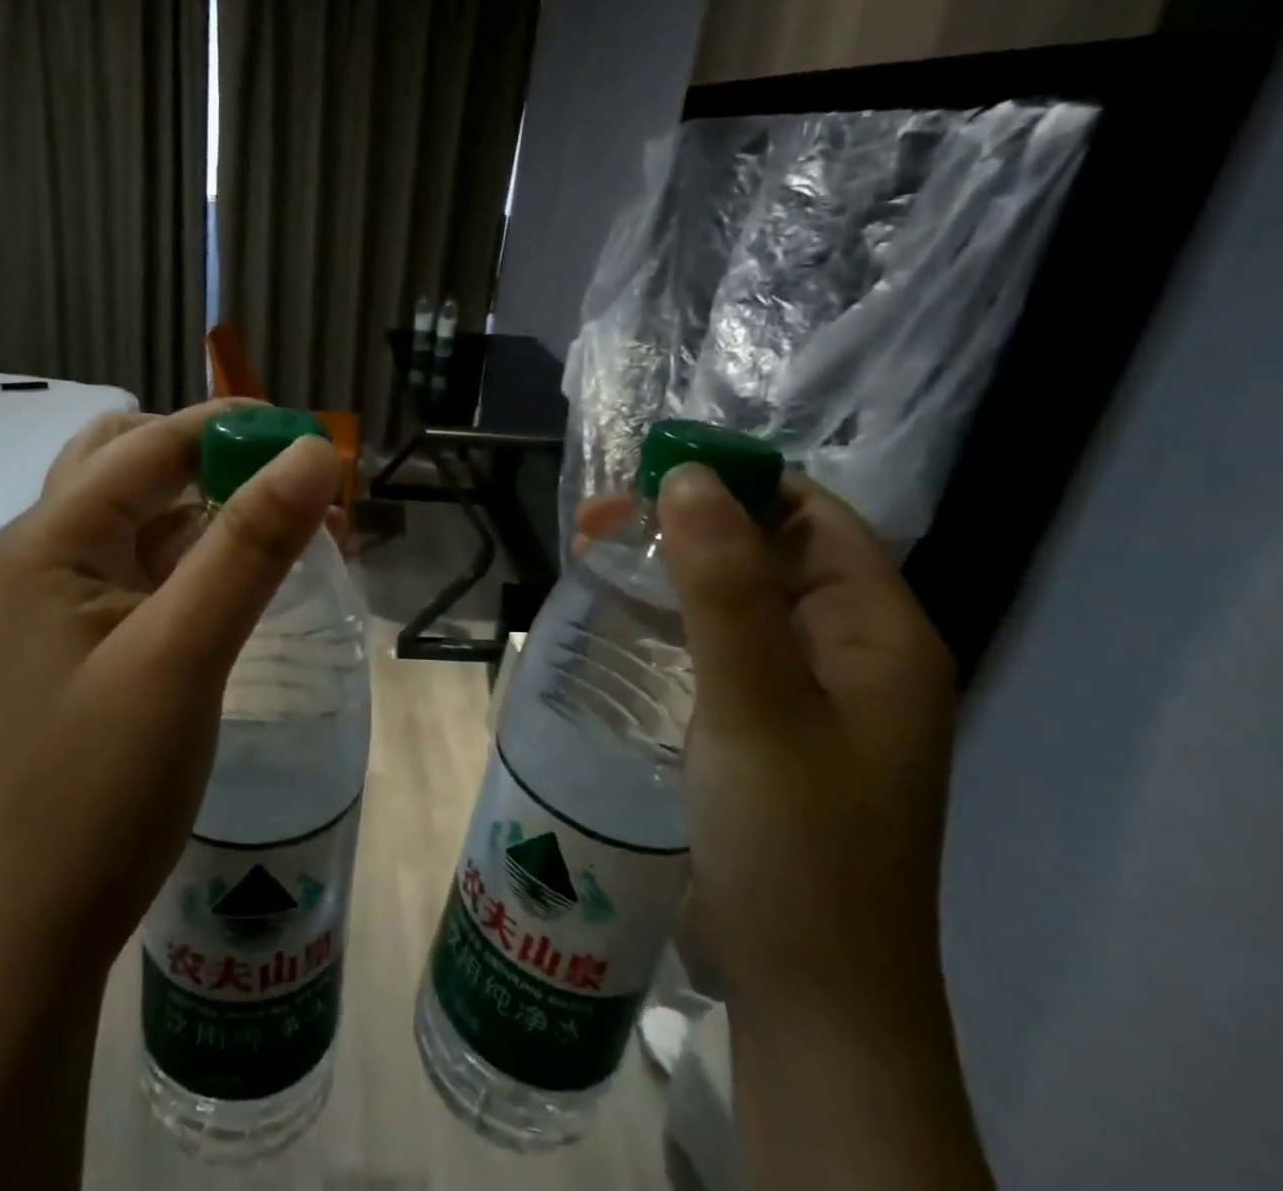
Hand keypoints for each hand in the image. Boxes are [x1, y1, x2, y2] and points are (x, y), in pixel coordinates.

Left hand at [0, 400, 344, 966]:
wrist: (38, 920)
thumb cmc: (103, 787)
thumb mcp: (184, 654)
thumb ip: (249, 546)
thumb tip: (315, 453)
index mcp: (50, 540)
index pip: (152, 444)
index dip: (234, 429)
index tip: (315, 441)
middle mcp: (46, 552)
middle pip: (133, 462)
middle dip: (215, 457)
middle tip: (290, 482)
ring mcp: (61, 597)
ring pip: (144, 515)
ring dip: (214, 505)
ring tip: (291, 523)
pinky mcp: (85, 636)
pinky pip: (148, 567)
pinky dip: (201, 555)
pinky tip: (251, 574)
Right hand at [577, 469, 956, 1022]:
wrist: (805, 990)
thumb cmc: (795, 840)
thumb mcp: (758, 703)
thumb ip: (725, 587)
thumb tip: (688, 476)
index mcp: (878, 632)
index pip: (810, 516)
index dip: (735, 483)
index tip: (648, 476)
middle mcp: (847, 652)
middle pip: (765, 553)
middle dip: (683, 525)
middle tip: (596, 522)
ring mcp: (801, 691)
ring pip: (731, 598)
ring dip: (666, 569)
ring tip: (589, 553)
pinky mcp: (759, 725)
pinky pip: (713, 644)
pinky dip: (666, 618)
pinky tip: (616, 616)